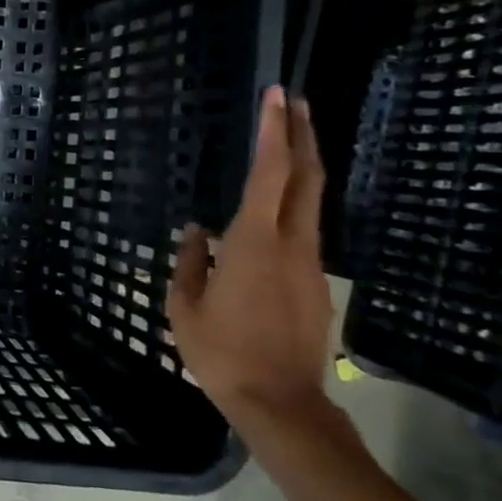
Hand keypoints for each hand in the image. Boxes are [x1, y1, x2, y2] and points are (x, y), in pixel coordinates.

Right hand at [166, 86, 334, 427]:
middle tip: (294, 102)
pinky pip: (306, 231)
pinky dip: (297, 203)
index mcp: (254, 243)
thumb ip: (189, 261)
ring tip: (290, 142)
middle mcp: (292, 244)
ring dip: (304, 167)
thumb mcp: (185, 306)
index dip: (274, 132)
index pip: (270, 174)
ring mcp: (310, 265)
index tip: (275, 97)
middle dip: (303, 135)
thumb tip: (197, 231)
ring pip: (312, 203)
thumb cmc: (221, 352)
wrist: (281, 403)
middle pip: (307, 178)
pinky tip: (279, 208)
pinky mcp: (316, 285)